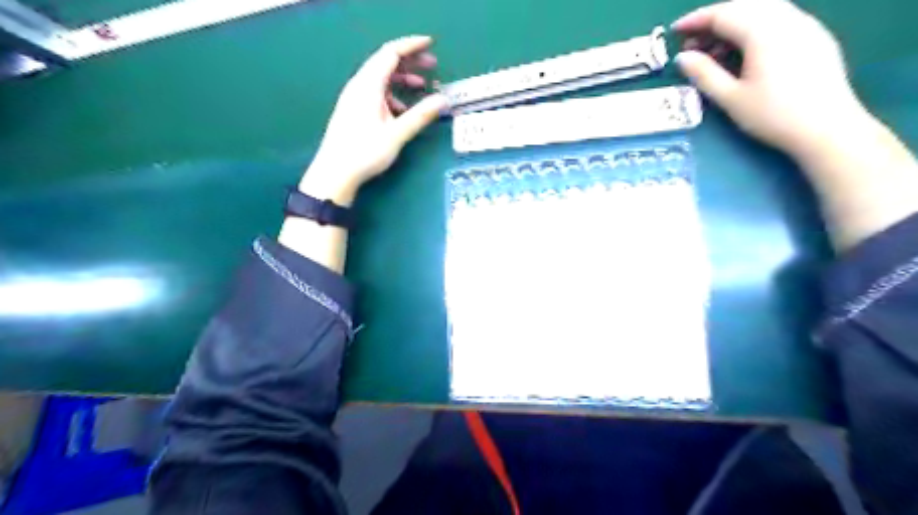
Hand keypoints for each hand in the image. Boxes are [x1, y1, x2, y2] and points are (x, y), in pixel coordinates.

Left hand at [300, 34, 446, 204]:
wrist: (335, 172)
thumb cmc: (365, 152)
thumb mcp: (397, 135)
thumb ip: (420, 116)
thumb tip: (443, 100)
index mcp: (368, 85)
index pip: (391, 53)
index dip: (411, 45)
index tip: (431, 44)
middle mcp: (359, 85)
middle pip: (385, 62)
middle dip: (410, 60)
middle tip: (432, 66)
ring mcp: (354, 97)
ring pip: (380, 77)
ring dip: (402, 78)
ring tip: (421, 86)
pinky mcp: (353, 109)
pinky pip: (375, 92)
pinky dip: (392, 93)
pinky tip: (402, 110)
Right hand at [672, 0, 868, 158]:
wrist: (827, 128)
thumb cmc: (773, 115)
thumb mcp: (730, 98)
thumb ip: (704, 74)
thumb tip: (682, 58)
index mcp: (764, 32)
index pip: (724, 14)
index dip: (696, 20)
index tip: (675, 31)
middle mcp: (787, 19)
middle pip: (745, 5)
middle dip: (714, 18)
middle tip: (691, 41)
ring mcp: (805, 25)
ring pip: (764, 9)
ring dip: (735, 21)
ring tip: (714, 49)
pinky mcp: (815, 37)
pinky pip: (779, 19)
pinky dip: (754, 27)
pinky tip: (744, 51)